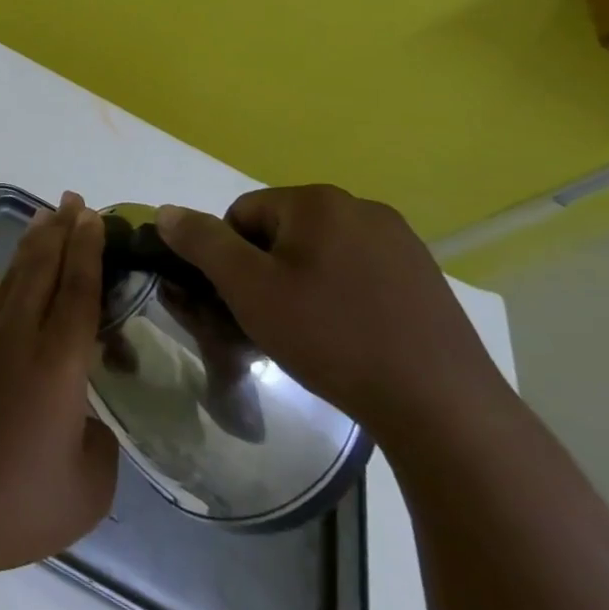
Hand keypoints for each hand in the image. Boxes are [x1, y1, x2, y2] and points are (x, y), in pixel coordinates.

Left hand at [0, 193, 118, 573]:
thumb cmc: (17, 500)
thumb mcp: (87, 488)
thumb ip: (97, 443)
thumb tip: (82, 418)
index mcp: (58, 362)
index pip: (78, 289)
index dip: (89, 249)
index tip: (95, 216)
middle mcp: (18, 336)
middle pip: (42, 268)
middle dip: (60, 230)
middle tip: (74, 200)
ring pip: (12, 278)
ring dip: (31, 247)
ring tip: (44, 220)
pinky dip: (2, 282)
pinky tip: (7, 277)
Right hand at [155, 185, 507, 441]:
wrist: (442, 407)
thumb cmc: (330, 336)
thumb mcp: (247, 288)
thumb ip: (202, 242)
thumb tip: (166, 211)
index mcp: (317, 202)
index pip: (243, 214)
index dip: (231, 257)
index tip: (244, 300)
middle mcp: (362, 208)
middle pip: (281, 231)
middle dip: (267, 270)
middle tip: (274, 320)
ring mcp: (401, 243)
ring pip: (320, 253)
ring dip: (303, 283)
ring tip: (312, 333)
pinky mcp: (426, 278)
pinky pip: (359, 273)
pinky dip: (343, 296)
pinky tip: (351, 336)